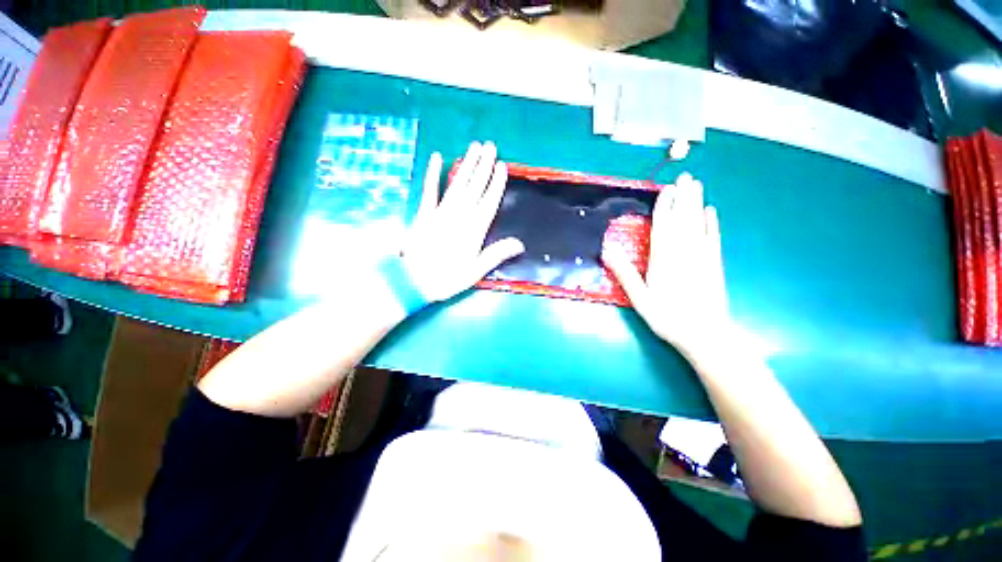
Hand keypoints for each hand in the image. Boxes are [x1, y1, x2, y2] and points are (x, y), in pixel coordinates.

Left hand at [402, 141, 524, 303]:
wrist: (413, 281)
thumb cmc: (447, 278)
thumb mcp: (475, 271)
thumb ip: (496, 254)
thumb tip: (520, 243)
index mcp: (474, 231)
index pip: (489, 202)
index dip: (496, 184)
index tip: (502, 166)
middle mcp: (459, 216)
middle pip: (474, 188)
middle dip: (484, 166)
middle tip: (490, 146)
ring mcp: (440, 212)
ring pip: (457, 184)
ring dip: (466, 165)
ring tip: (474, 147)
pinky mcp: (424, 213)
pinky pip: (430, 190)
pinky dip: (433, 174)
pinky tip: (437, 158)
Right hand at [603, 173, 728, 355]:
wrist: (705, 334)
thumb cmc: (667, 317)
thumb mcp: (639, 298)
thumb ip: (624, 273)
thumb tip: (606, 251)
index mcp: (664, 259)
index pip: (663, 227)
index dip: (664, 207)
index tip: (665, 189)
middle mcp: (684, 252)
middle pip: (683, 219)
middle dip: (684, 197)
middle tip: (686, 176)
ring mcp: (702, 256)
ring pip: (698, 223)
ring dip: (697, 203)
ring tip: (697, 184)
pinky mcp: (714, 263)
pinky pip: (712, 237)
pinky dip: (712, 223)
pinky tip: (711, 211)